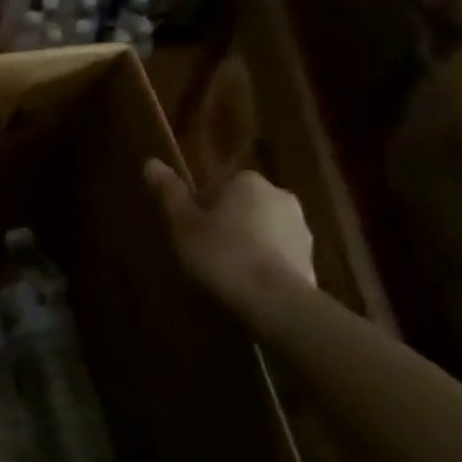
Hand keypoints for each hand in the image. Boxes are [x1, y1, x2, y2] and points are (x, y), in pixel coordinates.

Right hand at [144, 160, 315, 305]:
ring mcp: (301, 228)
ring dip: (247, 243)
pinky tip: (247, 285)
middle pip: (242, 206)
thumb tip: (150, 162)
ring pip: (262, 229)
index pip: (217, 187)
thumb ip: (169, 192)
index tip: (189, 231)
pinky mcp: (311, 259)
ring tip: (225, 272)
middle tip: (204, 250)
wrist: (274, 300)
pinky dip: (264, 263)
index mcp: (248, 182)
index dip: (199, 208)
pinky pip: (278, 254)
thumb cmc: (221, 253)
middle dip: (226, 223)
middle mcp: (280, 195)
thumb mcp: (183, 223)